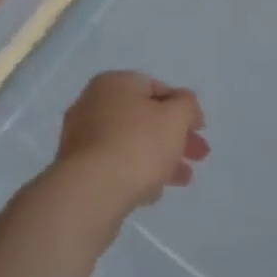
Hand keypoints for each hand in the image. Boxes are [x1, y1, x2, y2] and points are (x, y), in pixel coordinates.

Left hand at [55, 71, 209, 221]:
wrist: (91, 193)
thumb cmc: (138, 145)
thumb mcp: (176, 117)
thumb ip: (187, 106)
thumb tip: (184, 106)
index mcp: (114, 83)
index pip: (156, 88)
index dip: (182, 107)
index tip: (199, 129)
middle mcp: (93, 104)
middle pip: (144, 118)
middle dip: (174, 136)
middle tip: (198, 156)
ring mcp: (81, 138)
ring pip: (131, 143)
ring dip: (159, 158)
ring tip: (182, 180)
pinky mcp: (77, 170)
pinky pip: (114, 165)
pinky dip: (136, 173)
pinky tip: (152, 193)